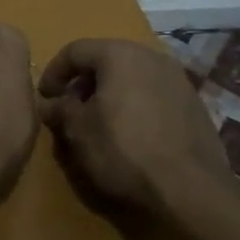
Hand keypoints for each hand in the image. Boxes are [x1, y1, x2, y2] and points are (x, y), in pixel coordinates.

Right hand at [37, 39, 231, 222]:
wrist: (191, 189)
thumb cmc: (124, 151)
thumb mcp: (78, 131)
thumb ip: (59, 109)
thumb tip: (48, 103)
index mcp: (119, 54)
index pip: (75, 51)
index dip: (54, 72)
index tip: (45, 98)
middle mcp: (151, 56)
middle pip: (106, 60)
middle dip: (84, 83)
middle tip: (70, 110)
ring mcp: (178, 78)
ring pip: (132, 77)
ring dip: (111, 94)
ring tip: (100, 124)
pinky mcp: (194, 104)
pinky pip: (154, 95)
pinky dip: (136, 106)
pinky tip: (132, 135)